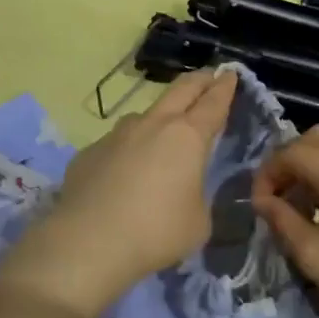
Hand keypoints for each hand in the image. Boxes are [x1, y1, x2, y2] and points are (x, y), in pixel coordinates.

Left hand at [0, 70, 236, 316]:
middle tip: (209, 77)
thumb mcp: (198, 220)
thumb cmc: (156, 231)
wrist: (88, 243)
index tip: (230, 75)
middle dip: (198, 81)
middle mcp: (152, 125)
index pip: (213, 103)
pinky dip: (129, 149)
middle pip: (180, 91)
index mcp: (187, 137)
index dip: (225, 88)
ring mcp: (117, 135)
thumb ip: (197, 195)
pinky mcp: (89, 152)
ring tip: (164, 130)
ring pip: (145, 114)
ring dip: (161, 116)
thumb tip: (184, 189)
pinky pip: (117, 143)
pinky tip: (125, 171)